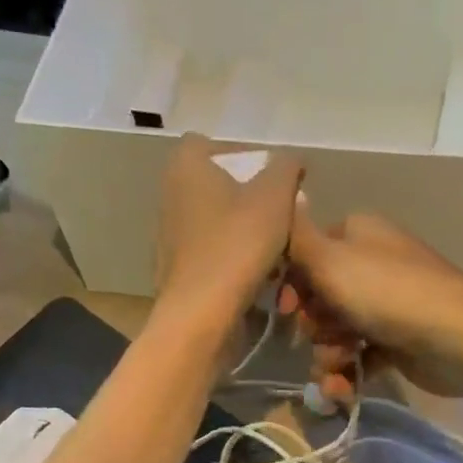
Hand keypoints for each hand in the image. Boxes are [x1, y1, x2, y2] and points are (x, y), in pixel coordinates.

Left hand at [154, 135, 303, 329]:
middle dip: (254, 203)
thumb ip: (287, 168)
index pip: (214, 145)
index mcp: (185, 167)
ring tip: (278, 255)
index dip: (247, 157)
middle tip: (283, 219)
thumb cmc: (236, 246)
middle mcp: (170, 197)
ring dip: (249, 237)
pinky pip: (214, 259)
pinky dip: (236, 265)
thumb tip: (292, 162)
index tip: (275, 180)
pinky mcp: (177, 274)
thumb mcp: (275, 196)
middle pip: (220, 189)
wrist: (200, 317)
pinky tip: (259, 282)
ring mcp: (170, 239)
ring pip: (219, 227)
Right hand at [282, 204, 462, 403]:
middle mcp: (370, 265)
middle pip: (319, 299)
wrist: (455, 339)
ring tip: (338, 367)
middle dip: (314, 327)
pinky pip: (357, 357)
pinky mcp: (395, 342)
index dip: (291, 285)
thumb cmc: (388, 294)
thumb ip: (297, 237)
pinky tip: (345, 388)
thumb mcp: (331, 260)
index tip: (286, 310)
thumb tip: (284, 199)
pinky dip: (348, 372)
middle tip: (323, 336)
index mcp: (355, 234)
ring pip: (336, 333)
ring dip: (328, 356)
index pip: (306, 254)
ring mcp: (384, 306)